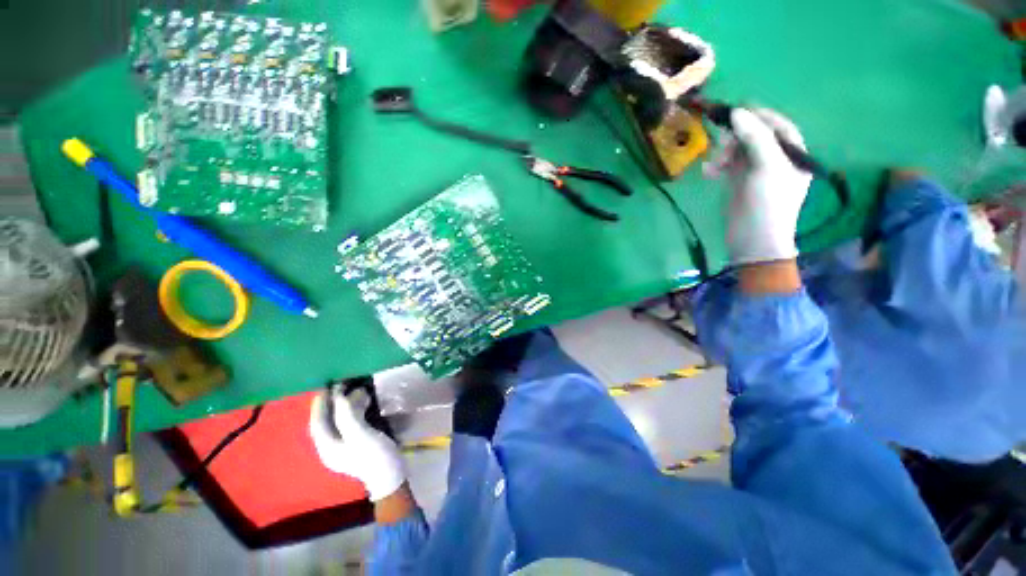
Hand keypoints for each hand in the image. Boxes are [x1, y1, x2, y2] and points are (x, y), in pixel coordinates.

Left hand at [309, 388, 406, 501]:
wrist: (391, 476)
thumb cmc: (374, 456)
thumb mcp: (360, 435)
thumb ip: (348, 416)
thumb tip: (341, 396)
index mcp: (328, 446)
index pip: (318, 422)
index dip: (321, 403)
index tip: (328, 385)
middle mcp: (332, 447)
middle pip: (328, 421)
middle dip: (335, 402)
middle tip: (346, 385)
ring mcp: (344, 447)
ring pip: (340, 421)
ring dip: (346, 405)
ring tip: (359, 391)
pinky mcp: (357, 444)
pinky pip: (350, 423)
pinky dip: (355, 411)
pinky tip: (365, 404)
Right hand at [724, 108, 812, 264]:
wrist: (752, 240)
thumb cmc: (767, 203)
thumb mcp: (767, 166)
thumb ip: (754, 137)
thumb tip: (737, 112)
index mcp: (792, 154)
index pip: (778, 126)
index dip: (759, 116)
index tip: (736, 110)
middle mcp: (776, 160)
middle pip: (755, 136)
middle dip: (737, 138)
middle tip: (721, 146)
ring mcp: (756, 172)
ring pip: (738, 150)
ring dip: (724, 153)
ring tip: (713, 165)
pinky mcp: (738, 183)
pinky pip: (727, 166)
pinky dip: (718, 166)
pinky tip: (709, 172)